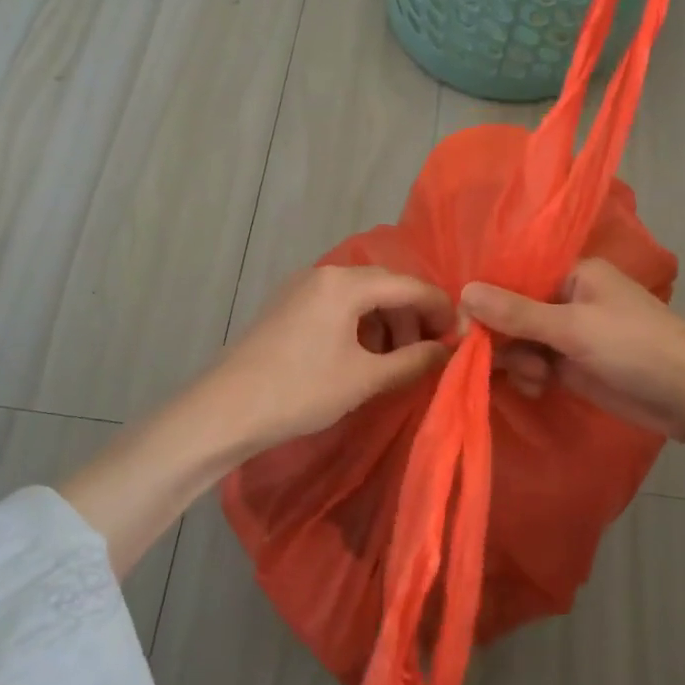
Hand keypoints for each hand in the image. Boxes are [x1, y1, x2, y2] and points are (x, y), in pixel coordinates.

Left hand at [195, 265, 454, 456]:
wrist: (223, 411)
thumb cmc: (300, 391)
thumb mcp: (364, 379)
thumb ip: (413, 361)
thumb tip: (449, 351)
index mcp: (344, 283)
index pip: (408, 285)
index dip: (440, 308)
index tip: (461, 336)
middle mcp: (323, 274)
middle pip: (384, 286)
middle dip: (412, 316)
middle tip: (430, 351)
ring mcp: (300, 288)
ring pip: (359, 296)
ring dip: (386, 322)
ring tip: (397, 360)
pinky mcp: (286, 306)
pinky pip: (336, 305)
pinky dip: (359, 325)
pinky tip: (363, 356)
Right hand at [460, 259, 684, 442]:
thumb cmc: (638, 348)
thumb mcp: (574, 328)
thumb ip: (517, 313)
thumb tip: (464, 291)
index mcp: (571, 274)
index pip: (512, 279)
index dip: (485, 302)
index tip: (464, 331)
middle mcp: (567, 299)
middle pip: (512, 312)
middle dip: (502, 338)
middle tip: (494, 362)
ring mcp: (571, 335)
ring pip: (521, 342)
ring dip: (517, 361)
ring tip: (535, 379)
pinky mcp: (576, 366)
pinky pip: (537, 365)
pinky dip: (531, 376)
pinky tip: (537, 388)